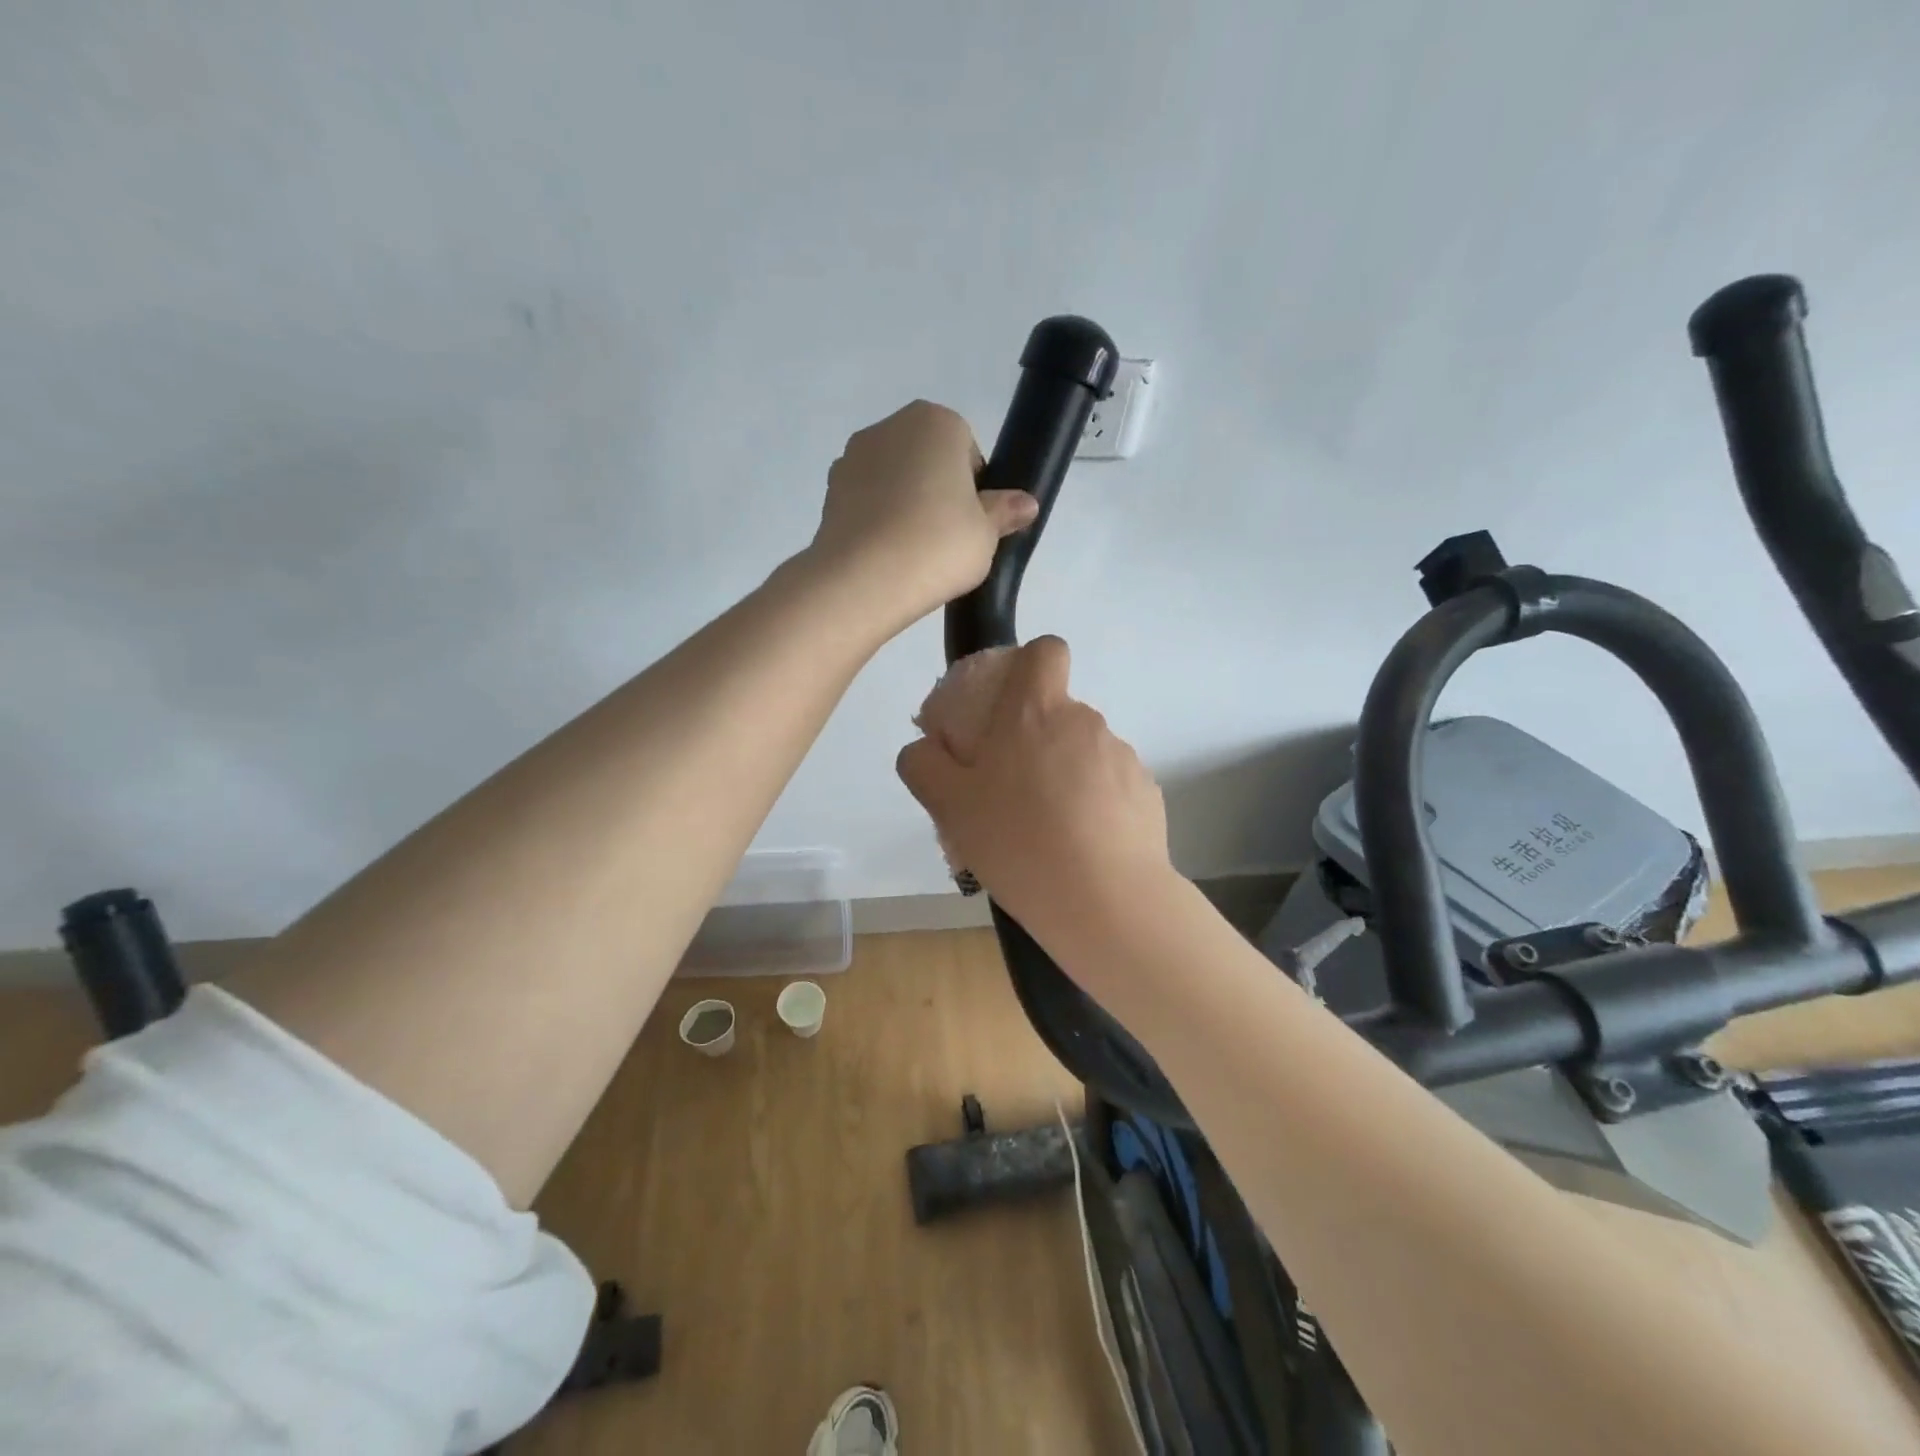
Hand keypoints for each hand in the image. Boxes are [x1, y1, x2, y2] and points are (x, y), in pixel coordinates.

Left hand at [809, 401, 1038, 627]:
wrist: (864, 579)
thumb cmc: (938, 544)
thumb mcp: (986, 533)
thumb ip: (1004, 512)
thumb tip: (1026, 503)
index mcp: (936, 422)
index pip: (967, 451)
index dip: (975, 490)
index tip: (972, 524)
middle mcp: (890, 427)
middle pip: (927, 460)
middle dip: (937, 492)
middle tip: (946, 540)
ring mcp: (852, 457)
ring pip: (894, 480)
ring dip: (905, 505)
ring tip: (913, 551)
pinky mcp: (830, 491)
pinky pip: (866, 501)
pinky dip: (877, 520)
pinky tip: (885, 554)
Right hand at [897, 637, 1171, 941]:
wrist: (1105, 901)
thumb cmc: (1017, 841)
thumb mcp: (948, 805)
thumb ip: (923, 764)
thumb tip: (926, 748)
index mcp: (1036, 711)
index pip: (1046, 650)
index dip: (1028, 665)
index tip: (1009, 705)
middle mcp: (1085, 722)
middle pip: (1056, 712)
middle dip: (1033, 741)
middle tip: (1009, 794)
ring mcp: (1122, 757)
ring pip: (1082, 753)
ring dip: (1062, 777)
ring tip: (1045, 832)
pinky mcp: (1147, 793)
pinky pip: (1109, 786)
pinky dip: (1093, 805)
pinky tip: (1079, 848)